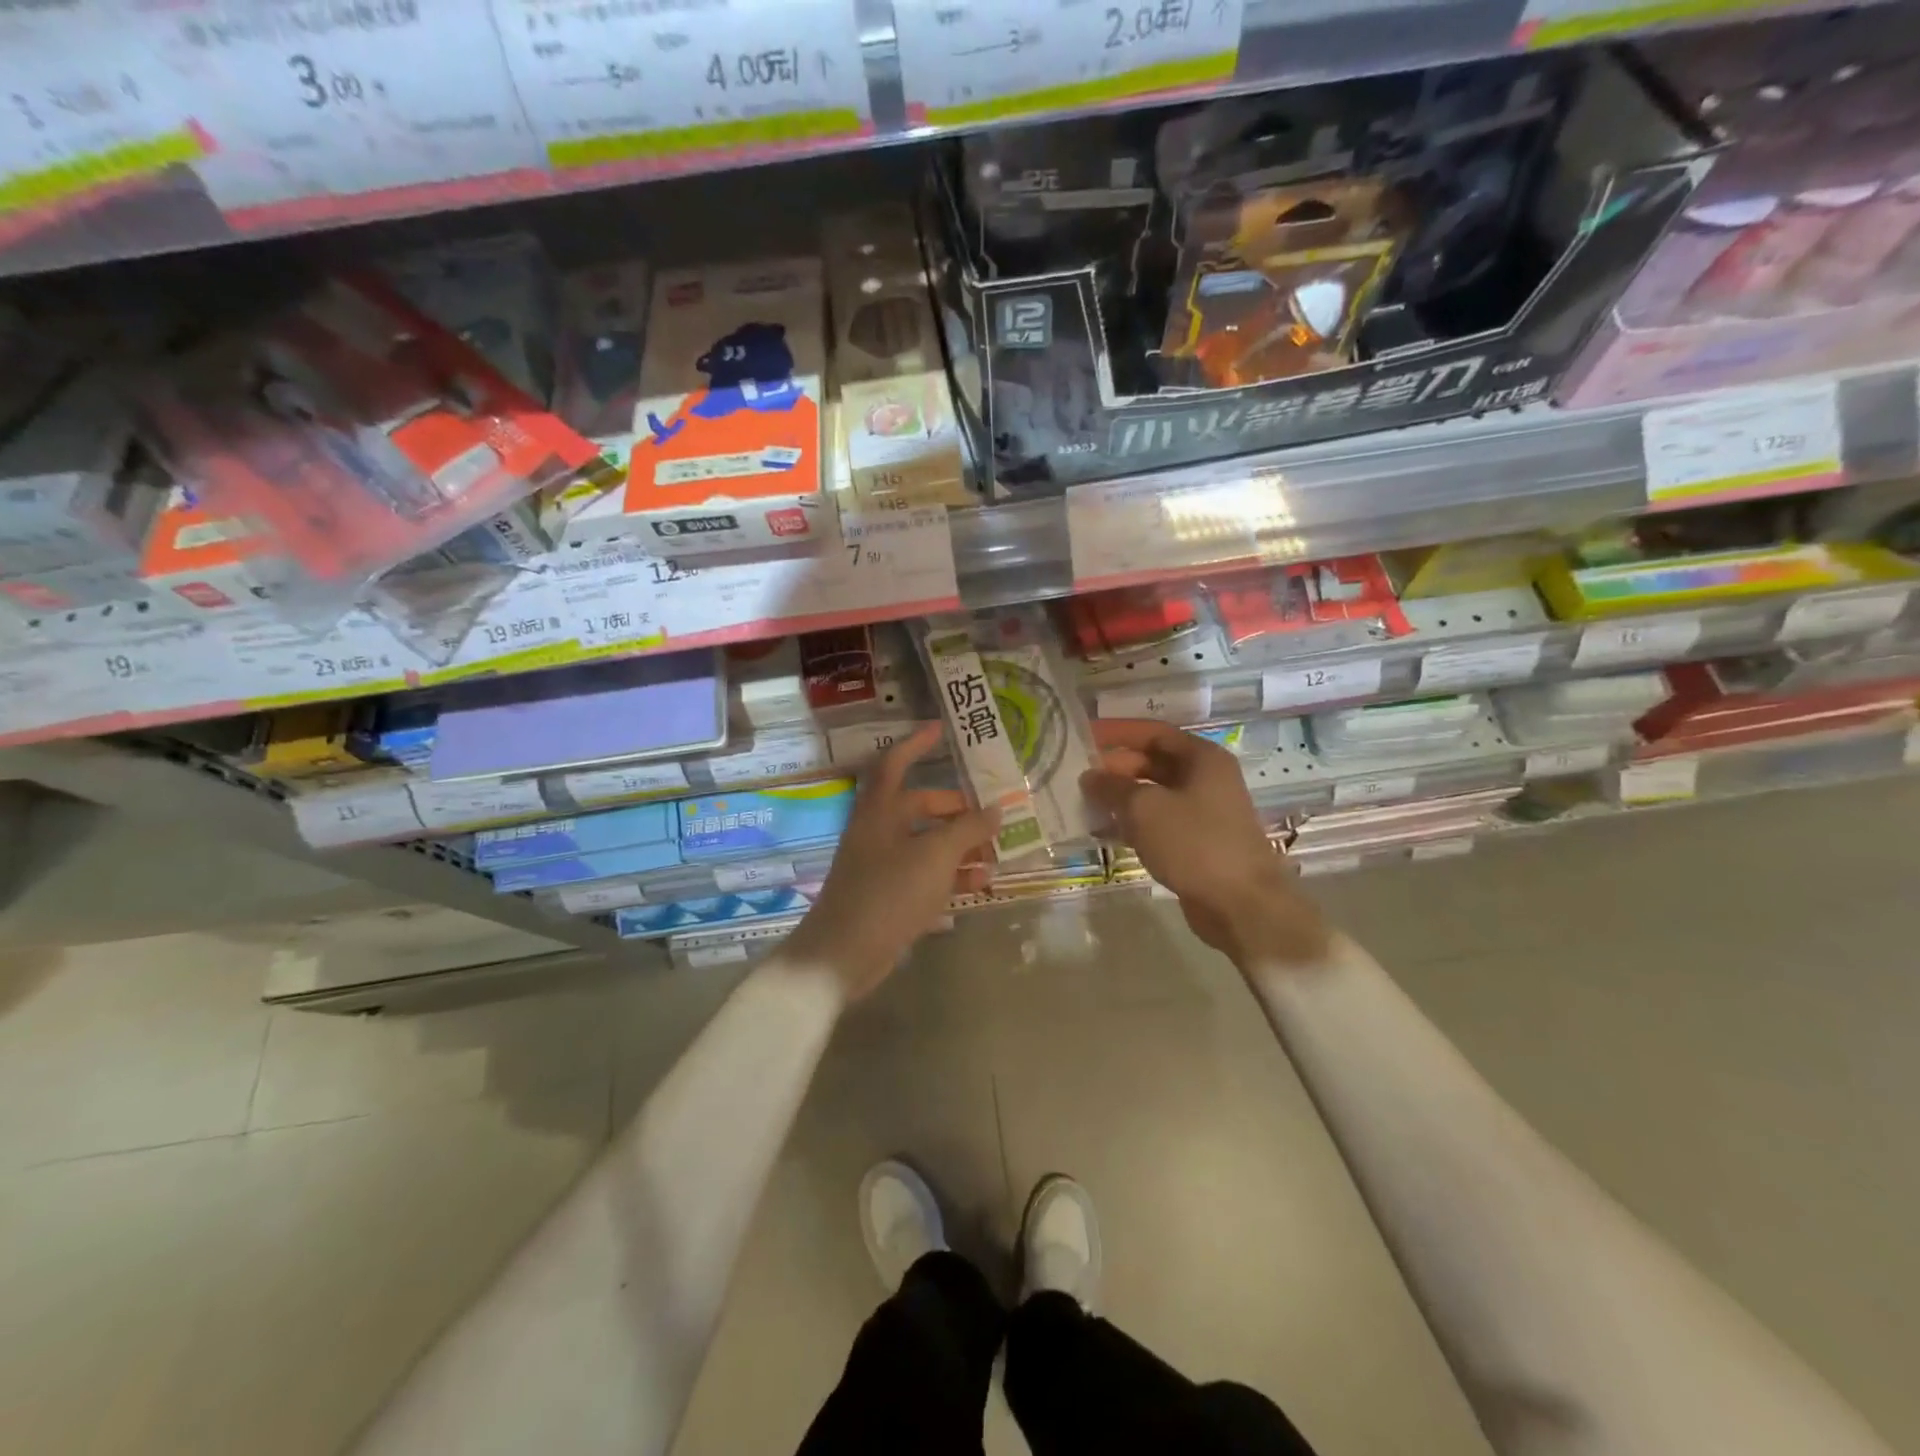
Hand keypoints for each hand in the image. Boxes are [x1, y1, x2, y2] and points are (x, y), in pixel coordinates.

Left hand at [783, 724, 999, 1000]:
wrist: (844, 954)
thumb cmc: (888, 892)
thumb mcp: (935, 855)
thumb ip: (968, 829)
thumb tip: (996, 809)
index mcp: (880, 811)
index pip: (895, 763)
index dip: (916, 743)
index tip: (941, 730)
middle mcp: (878, 831)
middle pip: (919, 807)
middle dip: (955, 809)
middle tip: (990, 815)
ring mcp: (881, 865)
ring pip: (926, 843)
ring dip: (959, 845)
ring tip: (995, 853)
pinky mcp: (888, 896)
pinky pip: (924, 875)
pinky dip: (950, 875)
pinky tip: (979, 883)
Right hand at [1082, 720, 1329, 966]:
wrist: (1241, 904)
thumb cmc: (1194, 843)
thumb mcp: (1145, 808)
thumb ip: (1113, 787)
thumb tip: (1090, 776)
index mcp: (1202, 758)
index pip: (1153, 732)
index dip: (1118, 732)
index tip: (1085, 736)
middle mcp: (1206, 779)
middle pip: (1153, 762)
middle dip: (1116, 768)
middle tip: (1079, 777)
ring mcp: (1203, 812)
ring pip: (1154, 795)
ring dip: (1121, 798)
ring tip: (1084, 804)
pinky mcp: (1197, 843)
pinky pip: (1158, 823)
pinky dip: (1132, 823)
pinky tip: (1104, 832)